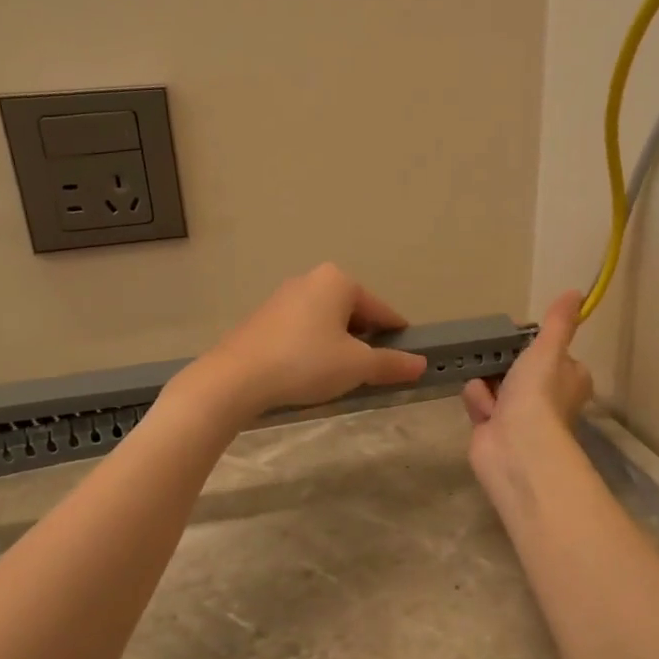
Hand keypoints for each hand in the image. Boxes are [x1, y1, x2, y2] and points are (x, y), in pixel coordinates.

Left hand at [192, 263, 427, 420]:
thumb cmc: (306, 362)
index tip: (405, 360)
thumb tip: (421, 364)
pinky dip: (313, 349)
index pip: (381, 310)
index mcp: (338, 281)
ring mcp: (283, 298)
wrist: (237, 377)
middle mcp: (310, 280)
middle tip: (368, 374)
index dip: (397, 337)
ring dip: (338, 347)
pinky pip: (302, 331)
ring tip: (339, 378)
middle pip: (353, 314)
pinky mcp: (263, 319)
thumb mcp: (357, 366)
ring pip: (326, 323)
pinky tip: (308, 374)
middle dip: (364, 342)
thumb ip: (391, 363)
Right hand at [462, 289, 593, 485]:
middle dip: (501, 366)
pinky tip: (484, 413)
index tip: (517, 341)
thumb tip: (575, 292)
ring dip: (486, 386)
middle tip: (497, 362)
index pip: (548, 353)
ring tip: (490, 396)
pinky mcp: (495, 429)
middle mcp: (548, 397)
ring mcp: (520, 415)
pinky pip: (479, 403)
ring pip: (493, 383)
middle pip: (515, 367)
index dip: (530, 347)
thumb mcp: (548, 349)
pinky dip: (478, 405)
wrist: (516, 446)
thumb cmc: (538, 394)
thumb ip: (558, 322)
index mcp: (569, 378)